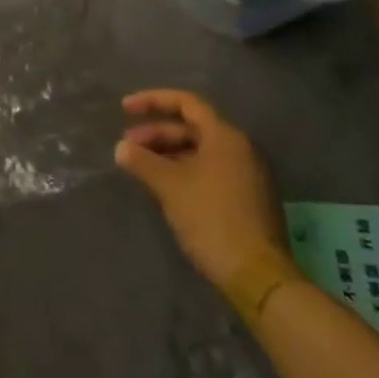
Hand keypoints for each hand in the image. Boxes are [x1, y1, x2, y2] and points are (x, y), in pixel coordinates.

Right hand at [114, 90, 289, 290]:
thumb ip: (142, 161)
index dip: (153, 101)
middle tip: (127, 146)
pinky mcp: (246, 198)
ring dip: (167, 154)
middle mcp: (240, 149)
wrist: (257, 276)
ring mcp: (246, 175)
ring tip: (140, 168)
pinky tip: (162, 187)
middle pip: (192, 128)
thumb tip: (121, 148)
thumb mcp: (169, 186)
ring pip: (199, 151)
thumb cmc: (211, 219)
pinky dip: (182, 171)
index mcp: (225, 137)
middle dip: (156, 133)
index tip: (125, 109)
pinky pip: (208, 171)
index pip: (186, 103)